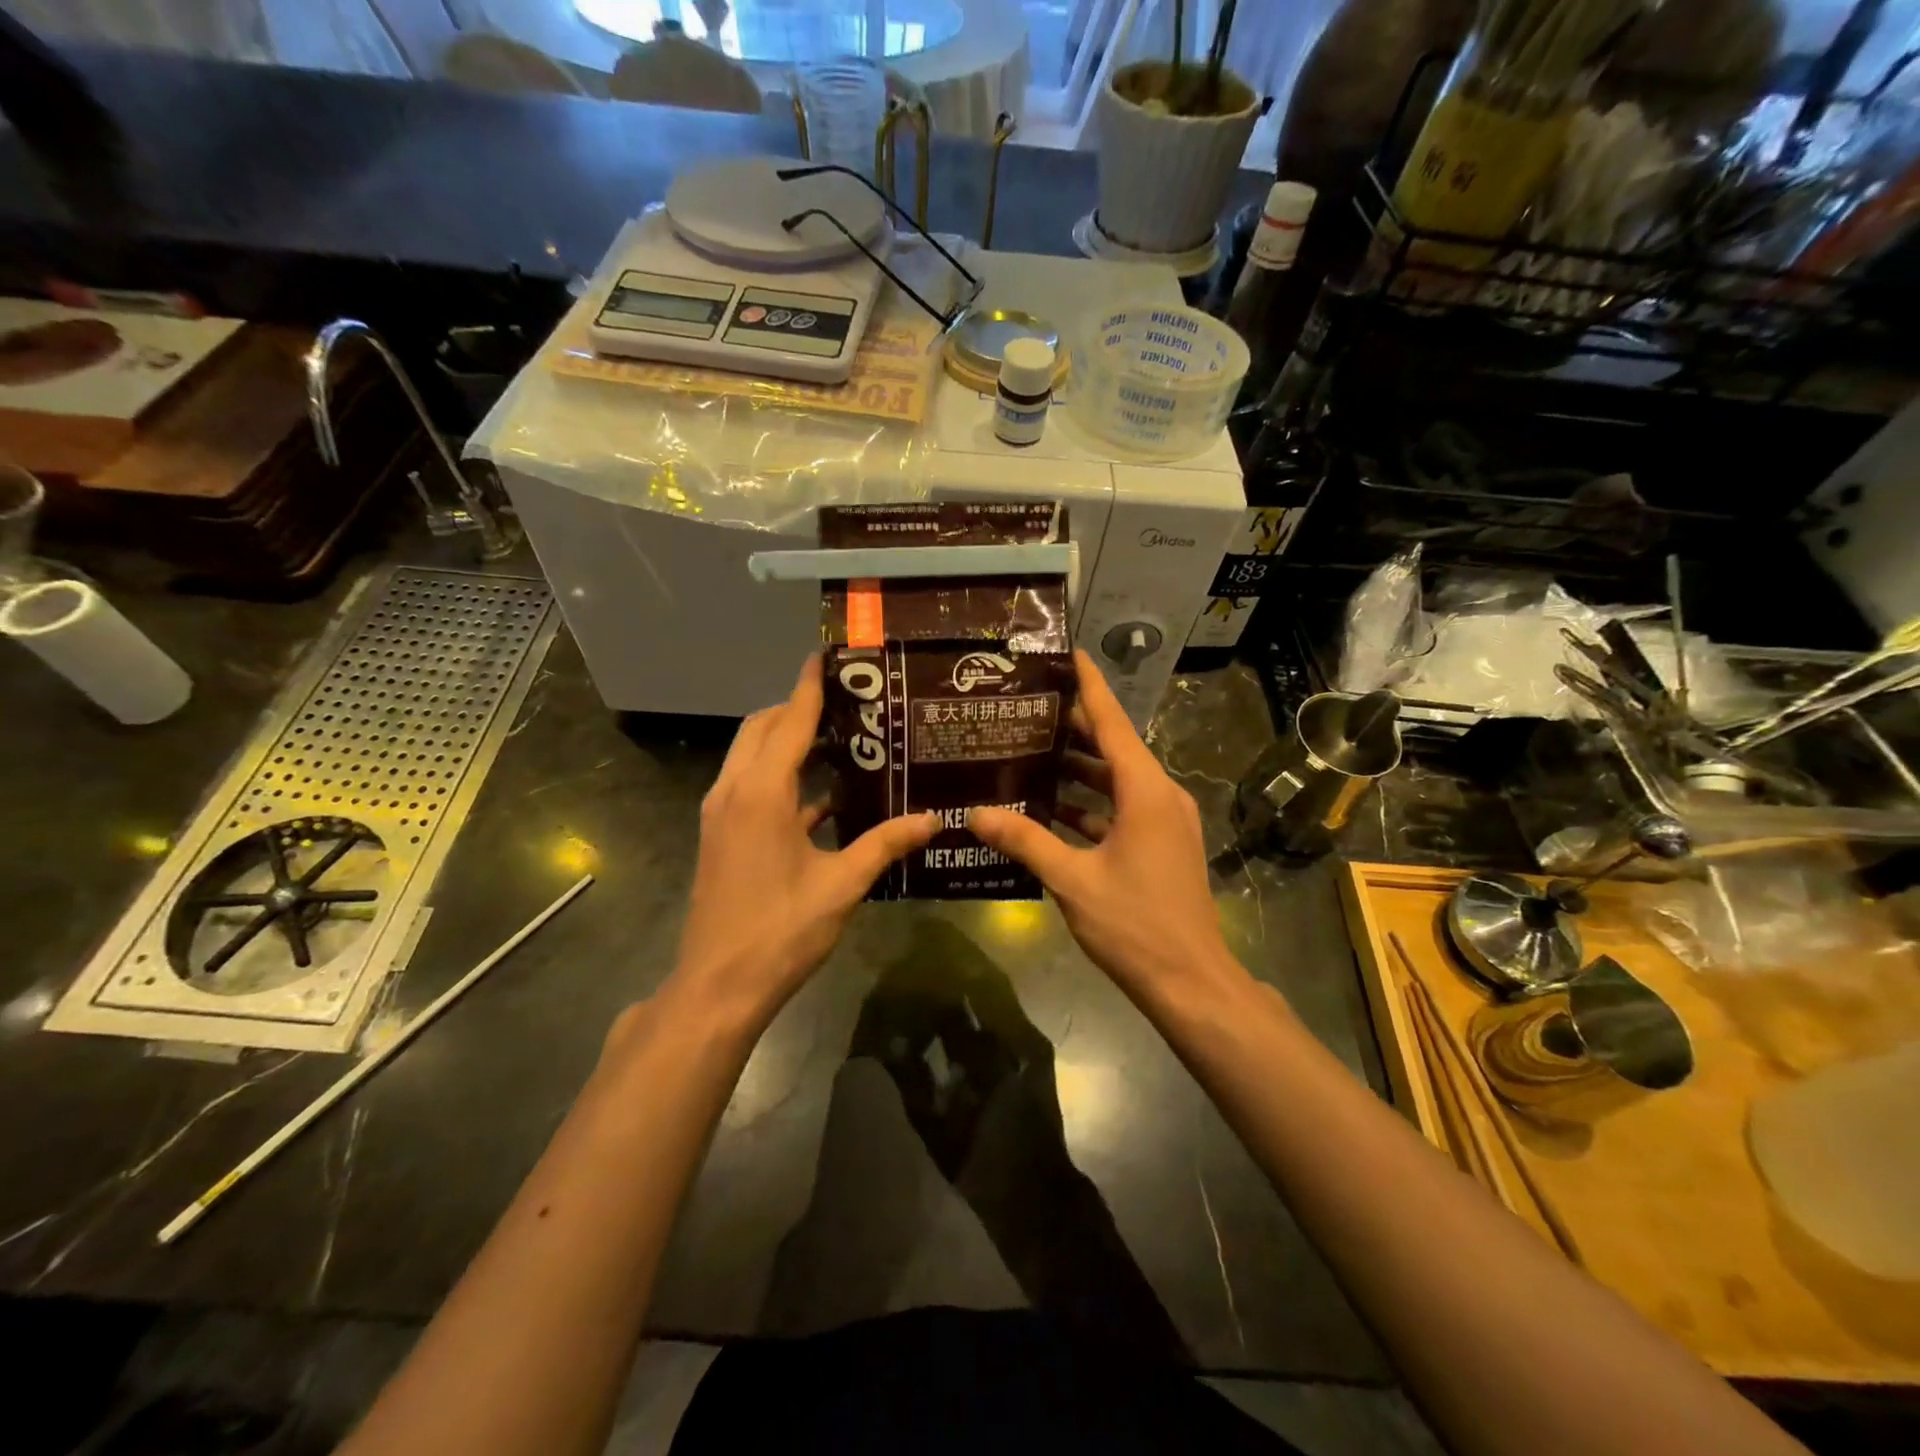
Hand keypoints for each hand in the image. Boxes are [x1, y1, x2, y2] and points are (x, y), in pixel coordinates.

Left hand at [670, 655, 936, 1031]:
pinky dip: (782, 779)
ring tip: (841, 741)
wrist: (717, 986)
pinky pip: (751, 788)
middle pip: (763, 728)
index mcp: (762, 793)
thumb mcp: (841, 886)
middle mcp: (734, 792)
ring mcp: (722, 814)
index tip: (827, 655)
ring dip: (787, 742)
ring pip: (751, 756)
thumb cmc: (780, 931)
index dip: (810, 686)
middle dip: (798, 708)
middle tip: (847, 703)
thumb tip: (934, 819)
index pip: (790, 721)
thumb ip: (885, 844)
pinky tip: (824, 799)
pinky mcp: (722, 836)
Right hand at [969, 650, 1242, 1005]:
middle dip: (1072, 727)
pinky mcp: (1162, 844)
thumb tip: (976, 812)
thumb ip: (1025, 840)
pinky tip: (1051, 808)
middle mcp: (1160, 795)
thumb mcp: (1073, 880)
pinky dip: (1090, 803)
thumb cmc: (1135, 925)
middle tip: (1025, 709)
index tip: (1068, 653)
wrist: (1191, 982)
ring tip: (1029, 752)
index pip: (1112, 722)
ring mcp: (1165, 821)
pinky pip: (1122, 808)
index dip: (1089, 685)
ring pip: (1117, 780)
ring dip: (1079, 768)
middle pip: (1113, 747)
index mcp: (1145, 790)